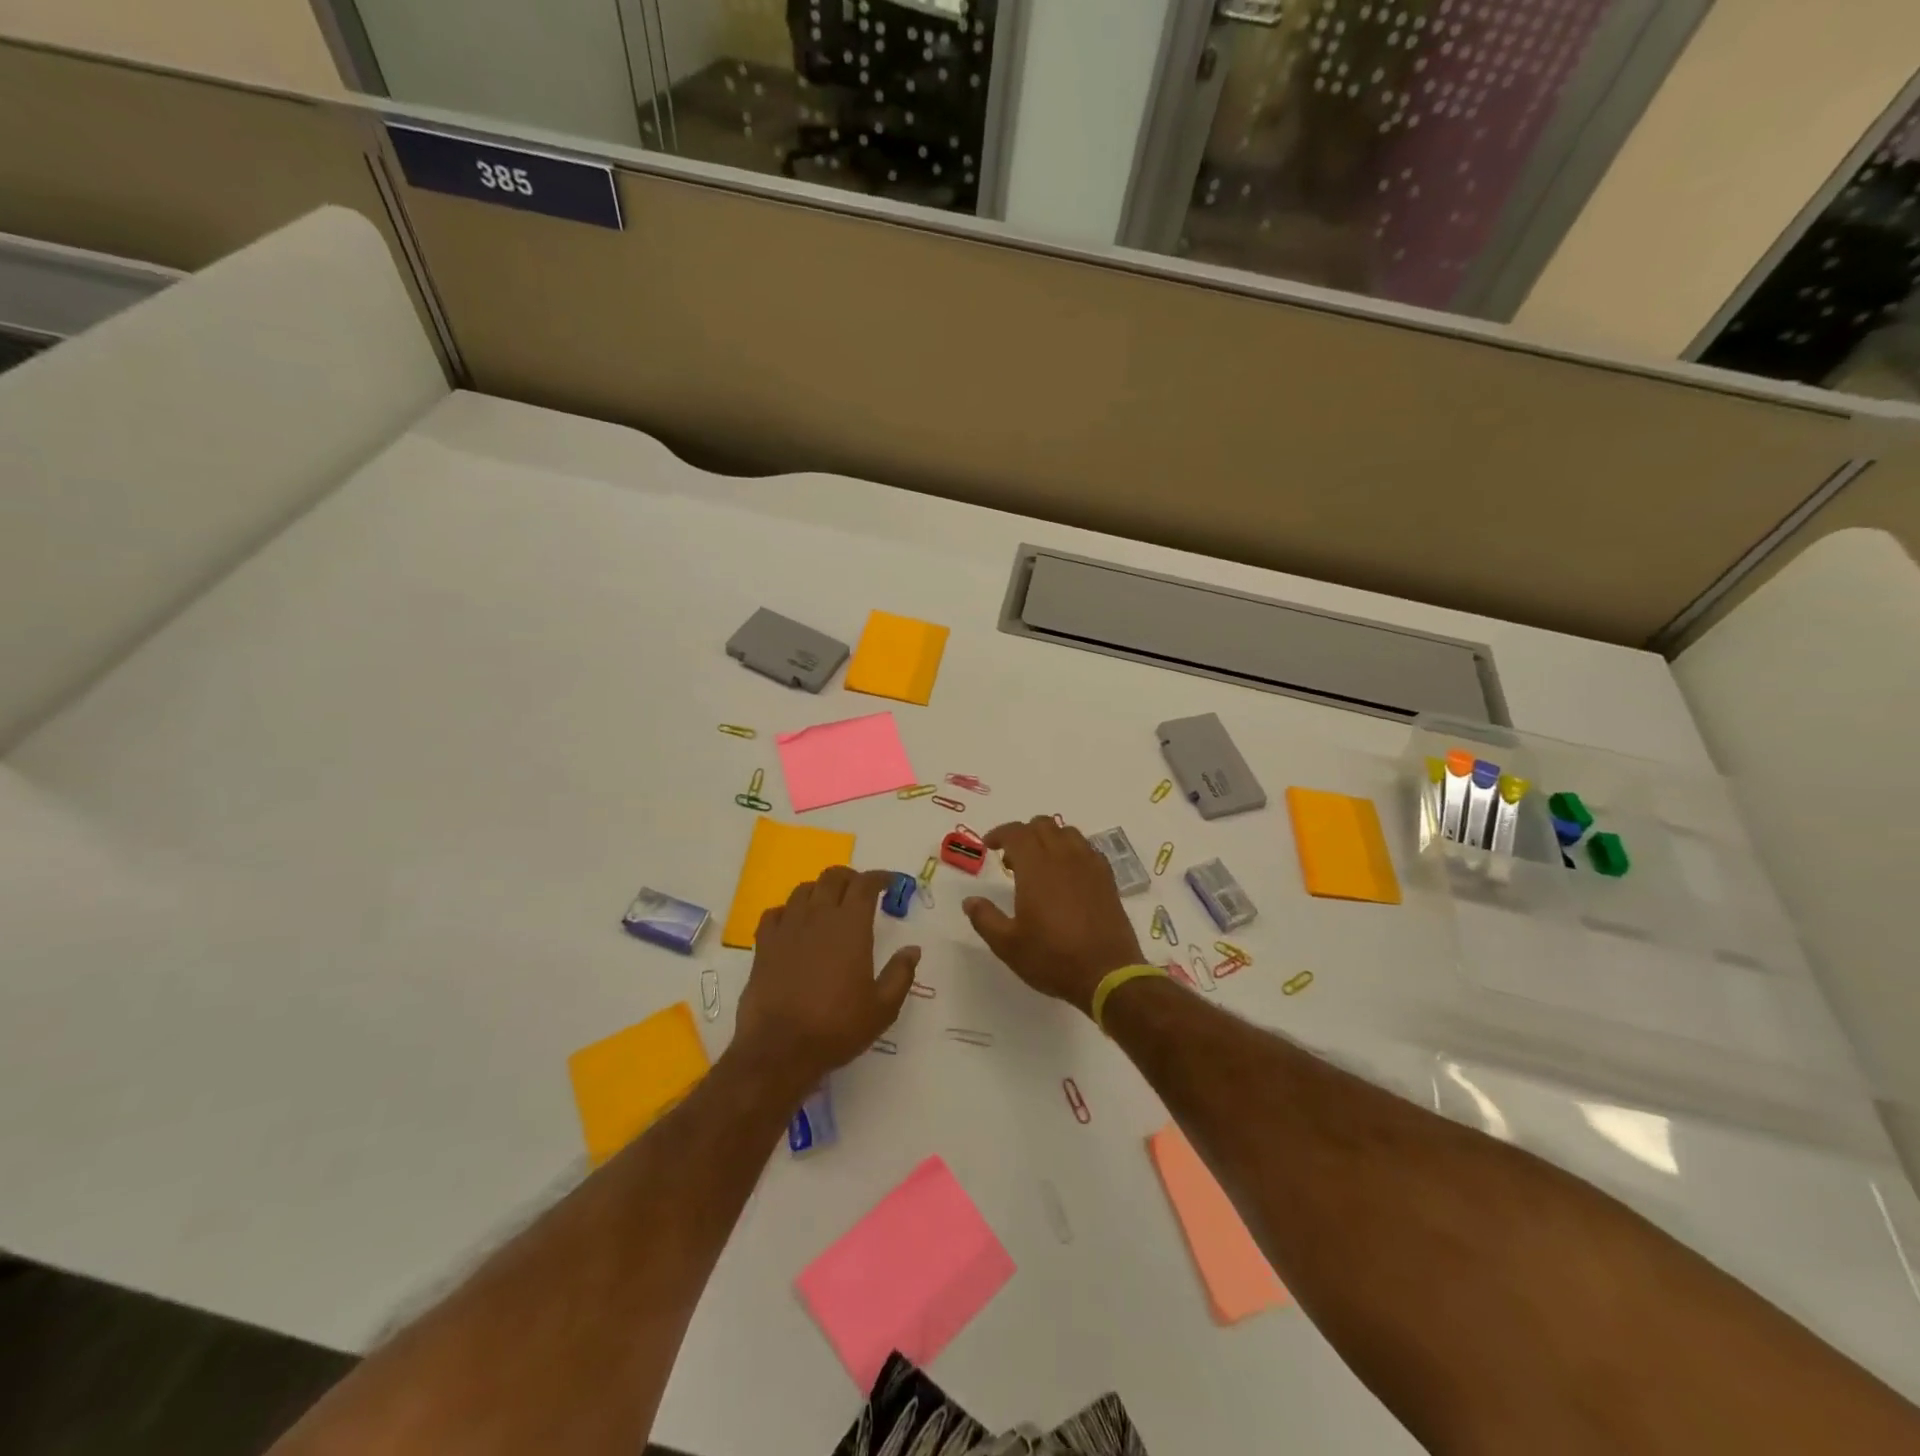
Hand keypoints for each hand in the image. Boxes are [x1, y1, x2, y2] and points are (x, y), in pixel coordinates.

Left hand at [734, 867, 918, 1094]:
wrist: (779, 1048)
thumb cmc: (837, 1027)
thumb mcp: (882, 1008)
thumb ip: (901, 974)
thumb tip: (913, 949)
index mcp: (851, 926)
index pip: (865, 884)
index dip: (880, 877)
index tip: (890, 883)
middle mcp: (818, 916)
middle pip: (833, 877)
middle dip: (850, 877)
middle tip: (861, 891)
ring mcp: (787, 927)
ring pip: (803, 889)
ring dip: (820, 890)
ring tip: (829, 904)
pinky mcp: (764, 944)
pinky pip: (775, 912)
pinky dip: (789, 910)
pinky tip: (794, 924)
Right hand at [962, 817, 1145, 1015]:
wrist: (1107, 974)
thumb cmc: (1052, 958)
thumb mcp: (1008, 945)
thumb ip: (985, 918)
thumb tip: (970, 901)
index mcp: (1036, 867)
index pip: (1015, 832)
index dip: (999, 833)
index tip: (988, 846)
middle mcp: (1063, 857)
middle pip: (1042, 825)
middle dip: (1023, 834)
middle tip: (1012, 860)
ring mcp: (1089, 865)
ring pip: (1067, 832)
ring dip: (1049, 839)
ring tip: (1040, 864)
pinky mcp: (1107, 878)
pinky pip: (1087, 849)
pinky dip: (1072, 851)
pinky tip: (1067, 875)